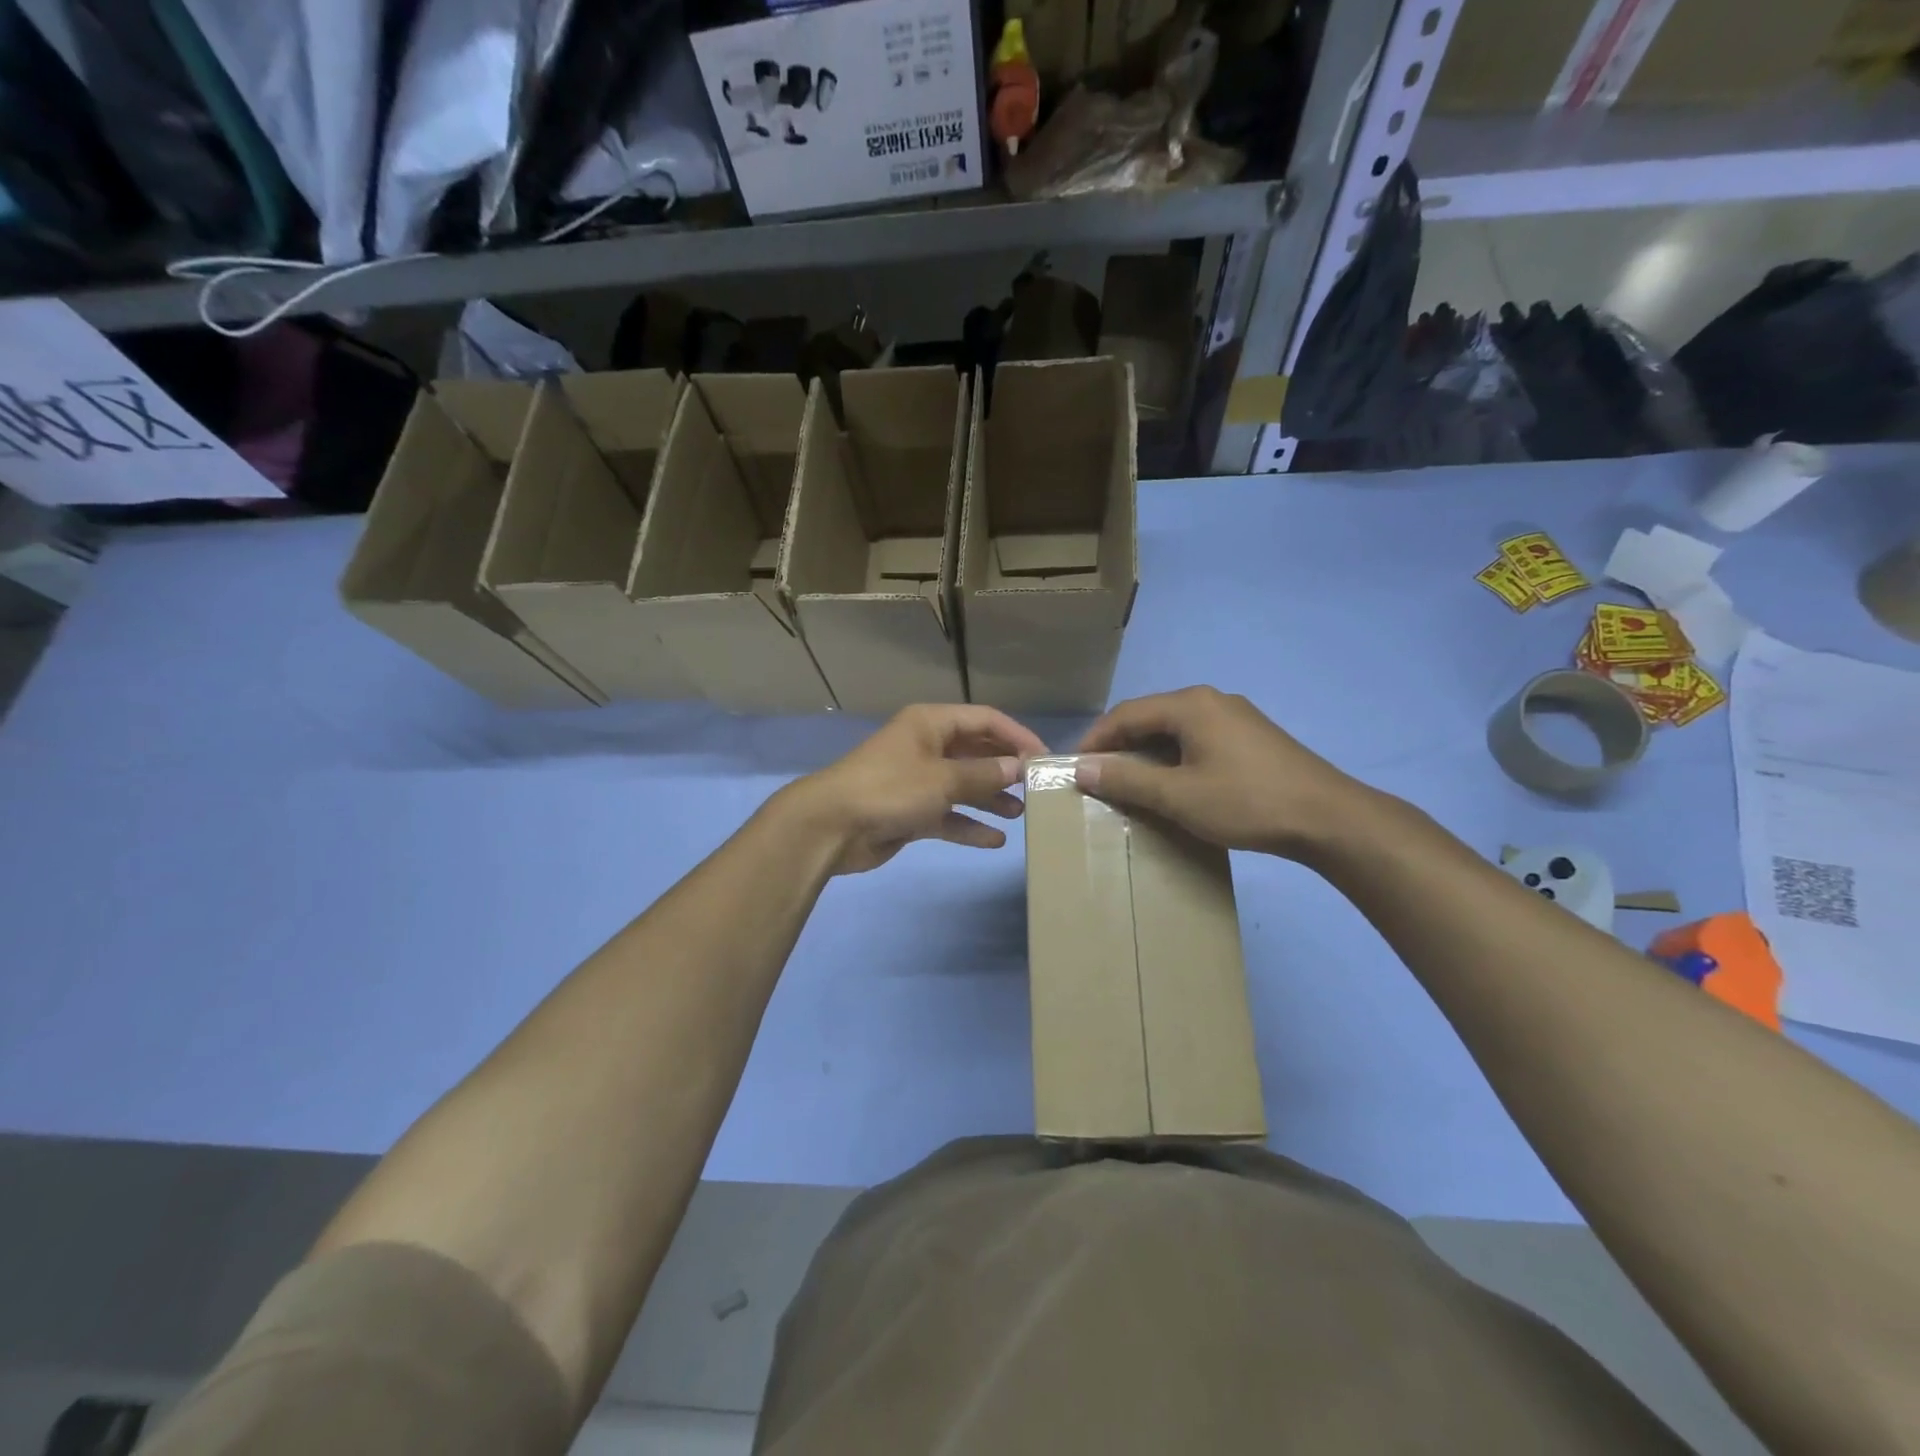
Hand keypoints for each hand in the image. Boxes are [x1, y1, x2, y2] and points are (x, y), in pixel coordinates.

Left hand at [782, 705, 1049, 874]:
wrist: (831, 827)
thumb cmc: (890, 790)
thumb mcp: (943, 779)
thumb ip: (984, 774)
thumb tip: (1020, 768)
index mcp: (931, 724)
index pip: (985, 720)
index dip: (1017, 736)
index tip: (1045, 759)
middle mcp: (926, 747)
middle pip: (976, 752)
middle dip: (1006, 769)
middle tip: (1037, 789)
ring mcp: (917, 781)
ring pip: (964, 785)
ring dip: (991, 798)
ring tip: (1022, 814)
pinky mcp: (910, 812)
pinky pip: (948, 815)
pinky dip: (969, 825)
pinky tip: (995, 840)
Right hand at [1074, 687, 1373, 860]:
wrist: (1328, 819)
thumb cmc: (1246, 802)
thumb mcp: (1178, 795)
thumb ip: (1127, 779)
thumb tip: (1082, 768)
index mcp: (1190, 704)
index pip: (1126, 713)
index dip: (1096, 740)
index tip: (1076, 768)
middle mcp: (1211, 700)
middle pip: (1150, 717)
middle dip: (1120, 746)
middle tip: (1100, 778)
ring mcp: (1236, 717)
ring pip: (1175, 729)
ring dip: (1148, 754)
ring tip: (1131, 785)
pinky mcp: (1252, 738)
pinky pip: (1198, 739)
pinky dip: (1175, 758)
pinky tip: (1174, 785)